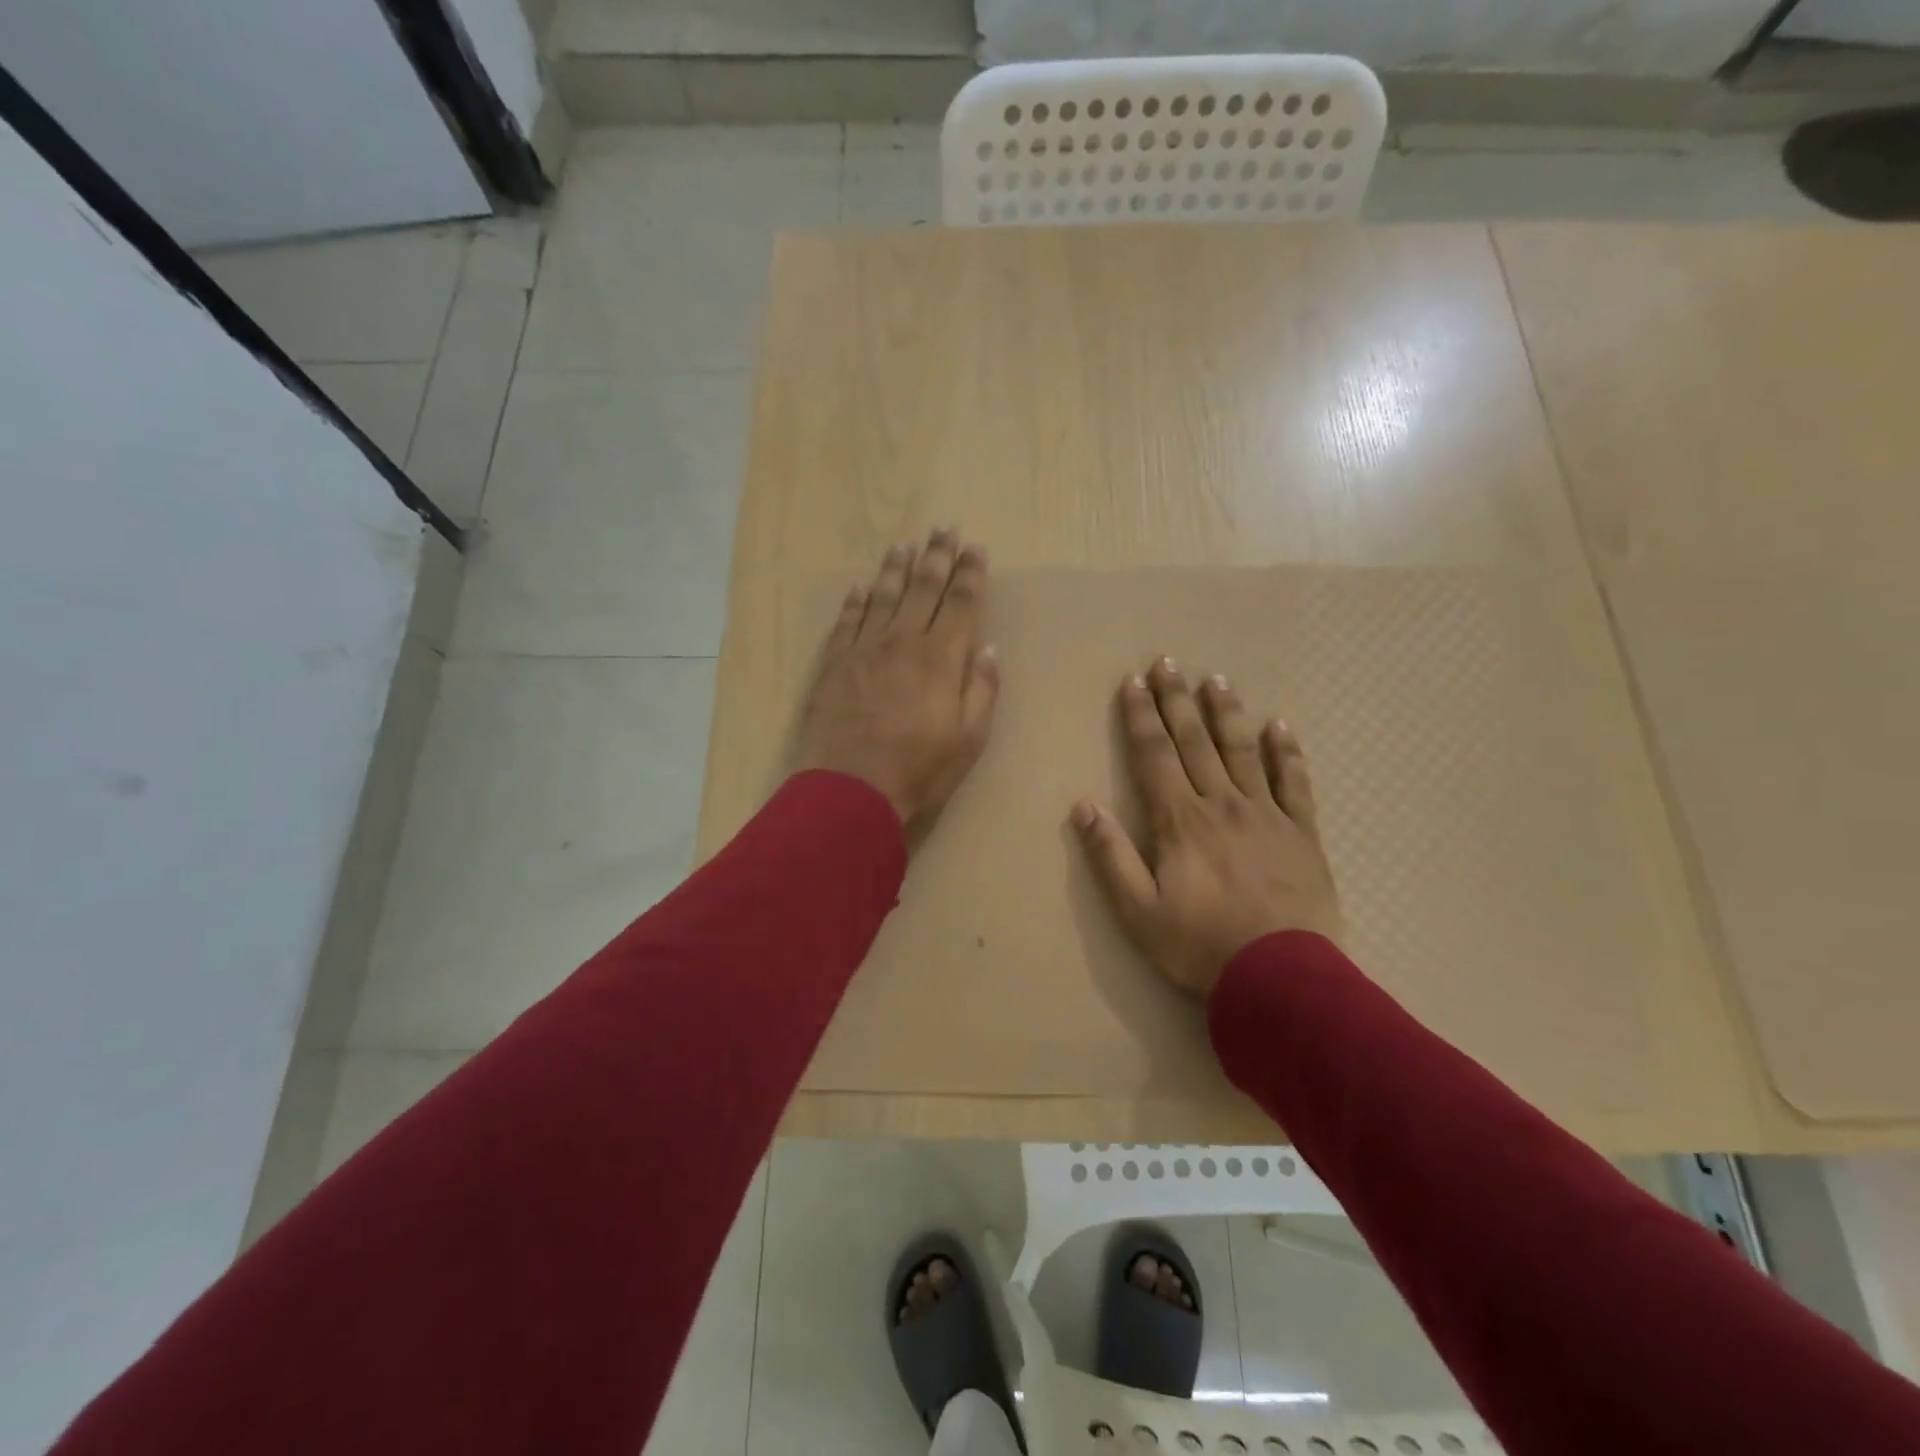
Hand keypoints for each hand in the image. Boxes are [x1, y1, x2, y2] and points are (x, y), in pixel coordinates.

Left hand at [791, 528, 999, 831]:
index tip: (976, 547)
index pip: (960, 602)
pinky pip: (846, 621)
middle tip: (944, 527)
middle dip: (937, 555)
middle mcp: (903, 641)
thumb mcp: (969, 739)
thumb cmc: (918, 769)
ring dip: (895, 568)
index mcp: (941, 658)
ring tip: (904, 544)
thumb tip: (989, 648)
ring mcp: (864, 649)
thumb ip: (982, 690)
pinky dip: (854, 601)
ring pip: (882, 596)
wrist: (849, 790)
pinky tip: (859, 586)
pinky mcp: (834, 664)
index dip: (970, 573)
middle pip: (922, 588)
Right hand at [1071, 658, 1341, 998]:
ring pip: (1242, 751)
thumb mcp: (1137, 912)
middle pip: (1195, 742)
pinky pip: (1293, 783)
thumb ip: (1110, 856)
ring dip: (1226, 713)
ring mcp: (1265, 814)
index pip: (1154, 756)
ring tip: (1216, 680)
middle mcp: (1221, 804)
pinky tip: (1279, 727)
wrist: (1282, 980)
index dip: (1141, 717)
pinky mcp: (1301, 833)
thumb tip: (1083, 806)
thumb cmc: (1200, 946)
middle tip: (1168, 662)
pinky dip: (1286, 752)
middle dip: (1177, 700)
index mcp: (1179, 820)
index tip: (1133, 682)